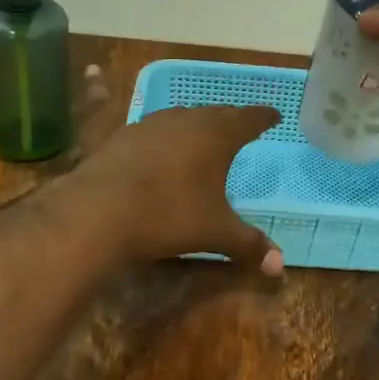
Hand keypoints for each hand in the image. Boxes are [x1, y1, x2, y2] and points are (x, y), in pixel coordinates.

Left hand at [78, 105, 284, 271]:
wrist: (98, 210)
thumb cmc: (169, 215)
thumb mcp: (214, 232)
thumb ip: (248, 244)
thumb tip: (279, 266)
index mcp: (216, 135)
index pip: (248, 119)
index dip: (263, 117)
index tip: (274, 115)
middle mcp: (185, 120)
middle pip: (215, 113)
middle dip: (231, 119)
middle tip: (241, 126)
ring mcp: (150, 125)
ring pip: (181, 117)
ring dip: (196, 124)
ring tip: (202, 135)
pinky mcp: (121, 136)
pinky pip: (152, 130)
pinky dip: (164, 137)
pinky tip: (159, 149)